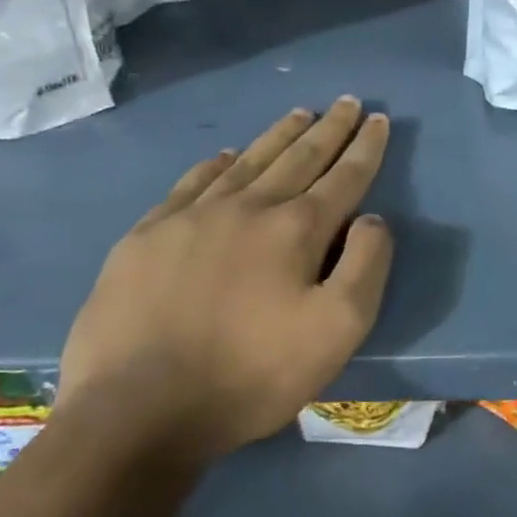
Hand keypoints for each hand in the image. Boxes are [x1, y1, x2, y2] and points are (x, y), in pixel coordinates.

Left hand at [55, 97, 393, 462]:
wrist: (136, 414)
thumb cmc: (252, 375)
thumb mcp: (339, 330)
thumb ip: (367, 265)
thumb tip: (372, 219)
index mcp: (296, 229)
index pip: (344, 176)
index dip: (366, 147)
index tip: (380, 119)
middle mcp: (247, 208)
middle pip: (298, 157)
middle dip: (329, 128)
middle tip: (346, 101)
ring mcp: (190, 219)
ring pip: (247, 162)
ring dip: (279, 135)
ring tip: (300, 113)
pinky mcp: (145, 239)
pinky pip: (190, 185)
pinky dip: (215, 165)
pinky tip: (225, 156)